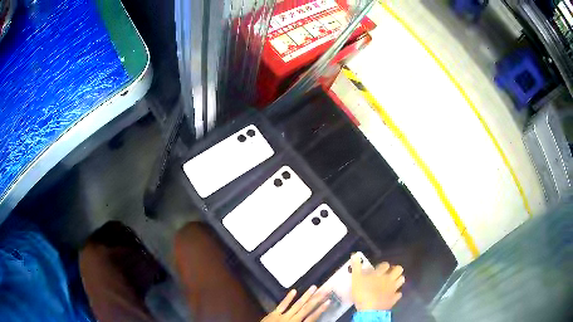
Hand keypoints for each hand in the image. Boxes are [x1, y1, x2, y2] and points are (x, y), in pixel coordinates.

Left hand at [261, 286, 329, 321]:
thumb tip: (311, 320)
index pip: (312, 318)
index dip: (321, 310)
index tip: (328, 301)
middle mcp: (292, 320)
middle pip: (306, 309)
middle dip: (316, 300)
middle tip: (324, 290)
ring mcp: (282, 316)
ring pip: (296, 305)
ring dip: (306, 296)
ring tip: (313, 287)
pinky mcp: (273, 314)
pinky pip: (282, 305)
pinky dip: (288, 298)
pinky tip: (294, 291)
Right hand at [350, 254, 404, 310]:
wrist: (370, 309)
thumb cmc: (362, 293)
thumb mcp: (355, 279)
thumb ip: (356, 266)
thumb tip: (355, 254)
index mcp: (380, 273)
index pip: (385, 264)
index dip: (383, 265)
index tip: (378, 269)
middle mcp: (389, 279)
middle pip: (399, 269)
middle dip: (395, 269)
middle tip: (389, 273)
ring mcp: (393, 289)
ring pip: (401, 280)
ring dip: (398, 279)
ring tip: (392, 282)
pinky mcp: (394, 298)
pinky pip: (399, 294)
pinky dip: (396, 293)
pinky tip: (392, 294)